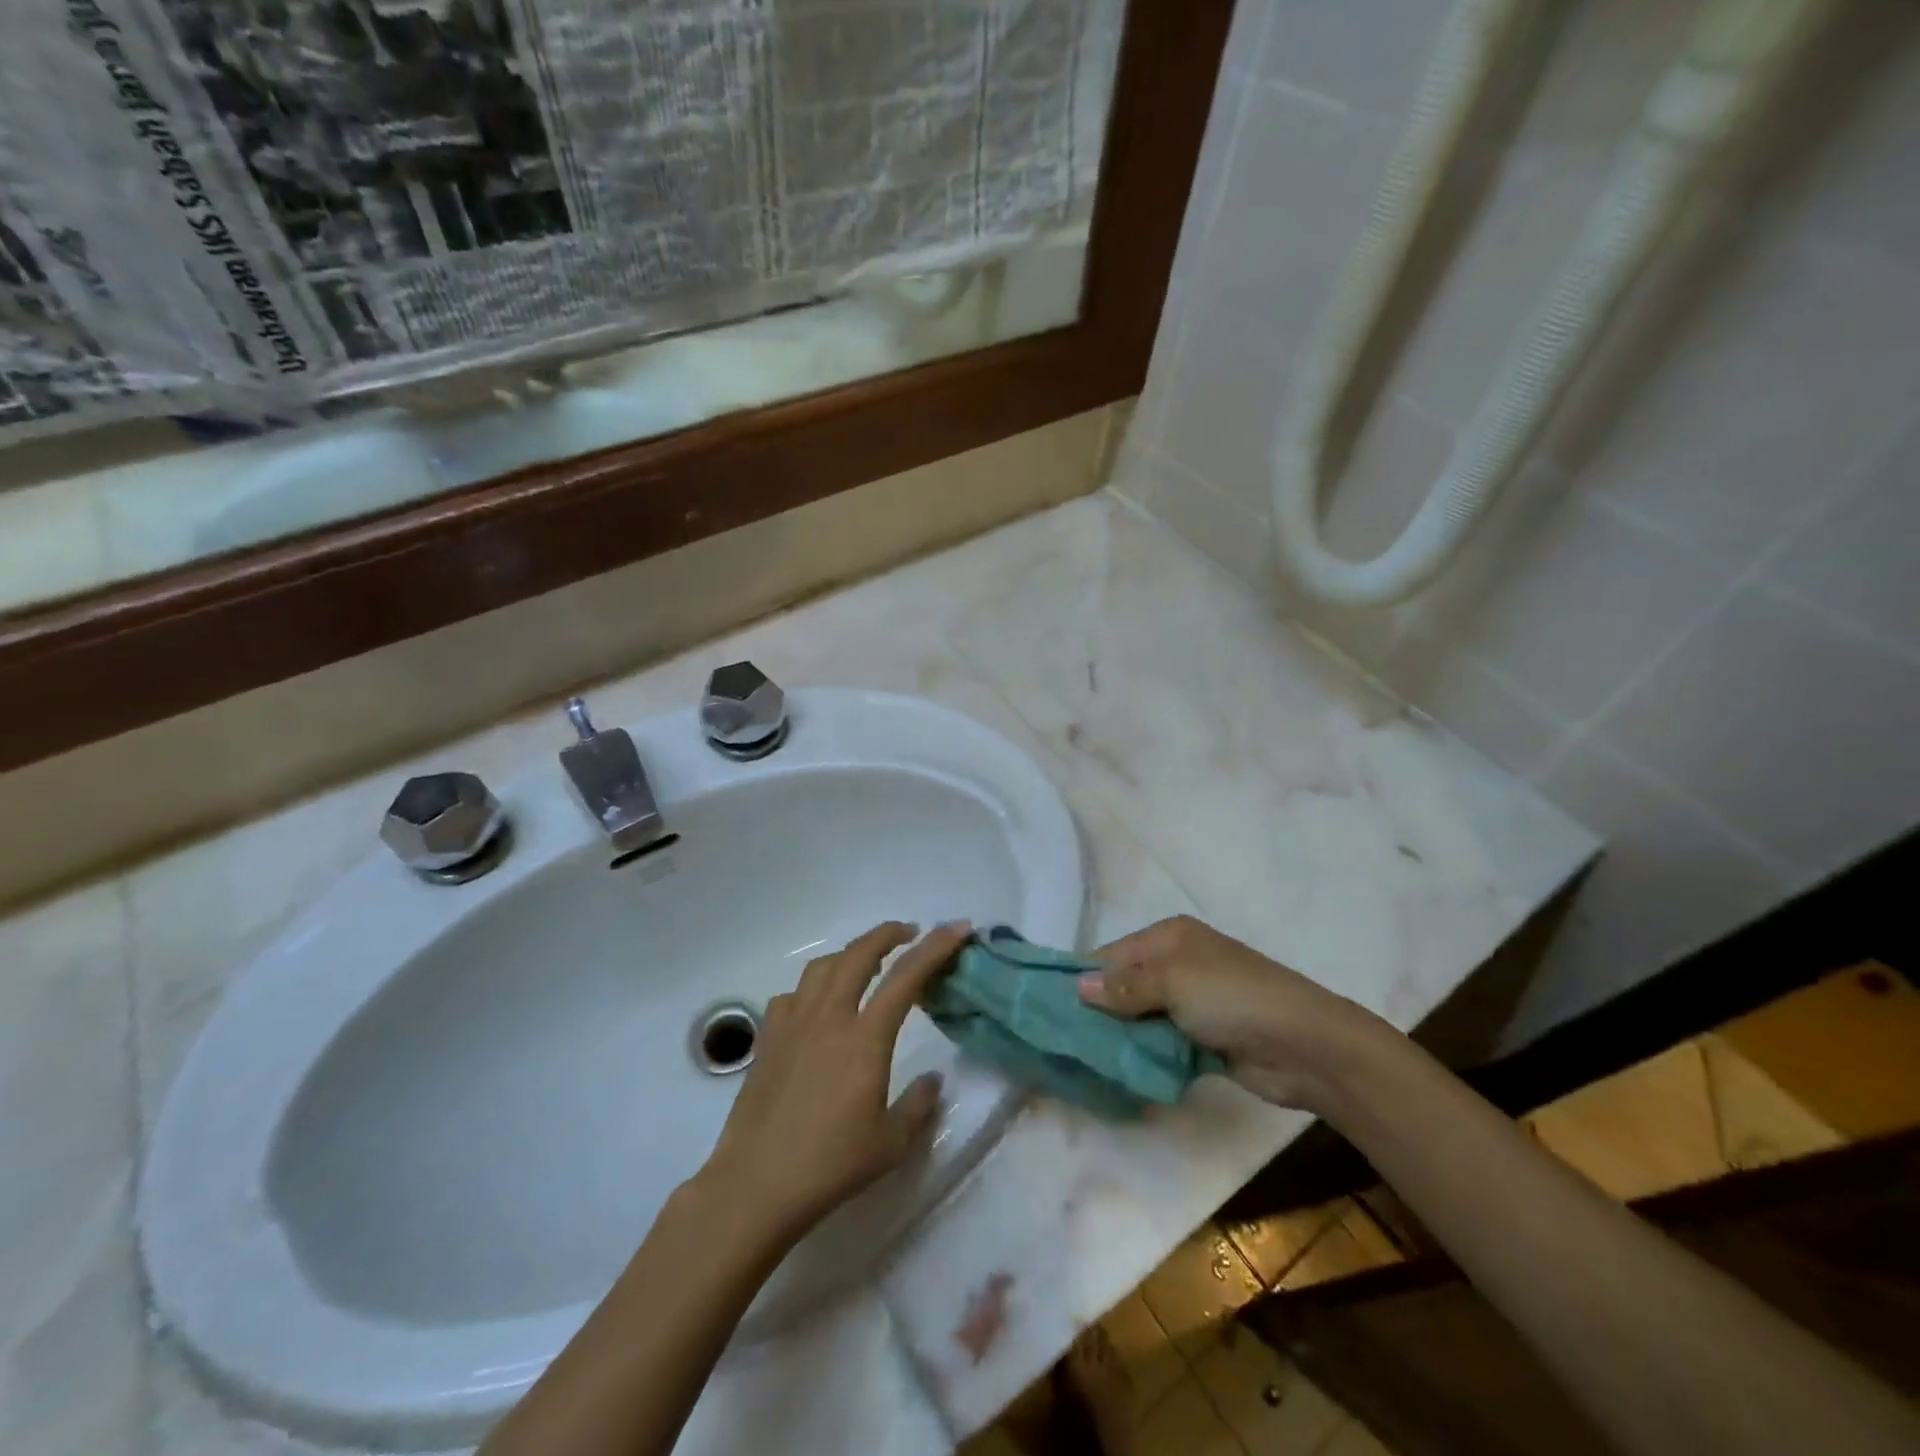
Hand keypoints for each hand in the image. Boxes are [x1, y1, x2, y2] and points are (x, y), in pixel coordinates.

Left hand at [697, 921, 970, 1245]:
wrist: (756, 1185)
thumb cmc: (830, 1165)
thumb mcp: (890, 1144)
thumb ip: (919, 1106)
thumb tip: (933, 1080)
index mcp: (864, 1039)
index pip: (906, 978)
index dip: (935, 947)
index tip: (956, 928)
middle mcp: (829, 1018)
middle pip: (859, 954)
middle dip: (887, 934)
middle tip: (909, 932)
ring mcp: (793, 1024)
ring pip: (823, 966)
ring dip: (850, 953)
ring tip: (866, 961)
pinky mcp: (768, 1039)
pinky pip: (793, 995)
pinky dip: (812, 987)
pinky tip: (817, 1005)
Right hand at [1078, 915, 1389, 1110]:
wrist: (1305, 1045)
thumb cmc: (1233, 997)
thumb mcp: (1173, 981)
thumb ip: (1124, 986)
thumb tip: (1078, 987)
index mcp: (1170, 937)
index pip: (1112, 953)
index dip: (1084, 977)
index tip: (1049, 1005)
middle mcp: (1178, 964)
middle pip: (1124, 986)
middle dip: (1098, 1010)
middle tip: (1061, 1038)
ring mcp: (1191, 1003)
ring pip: (1140, 1017)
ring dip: (1119, 1036)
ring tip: (1081, 1059)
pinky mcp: (1202, 1039)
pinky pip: (1160, 1043)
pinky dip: (1143, 1055)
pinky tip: (1117, 1071)